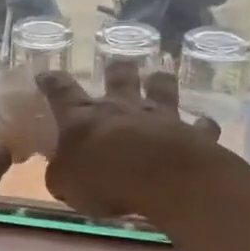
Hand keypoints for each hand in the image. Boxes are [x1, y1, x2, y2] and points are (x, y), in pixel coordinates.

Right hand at [36, 63, 226, 221]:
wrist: (162, 178)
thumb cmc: (103, 179)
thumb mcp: (65, 184)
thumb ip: (61, 174)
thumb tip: (60, 173)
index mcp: (82, 117)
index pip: (60, 92)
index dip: (51, 82)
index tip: (46, 74)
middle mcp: (121, 108)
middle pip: (118, 77)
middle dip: (116, 70)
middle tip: (117, 66)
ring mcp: (159, 116)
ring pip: (161, 88)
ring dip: (160, 82)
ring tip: (160, 78)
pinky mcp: (192, 133)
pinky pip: (200, 126)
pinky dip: (201, 126)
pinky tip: (203, 127)